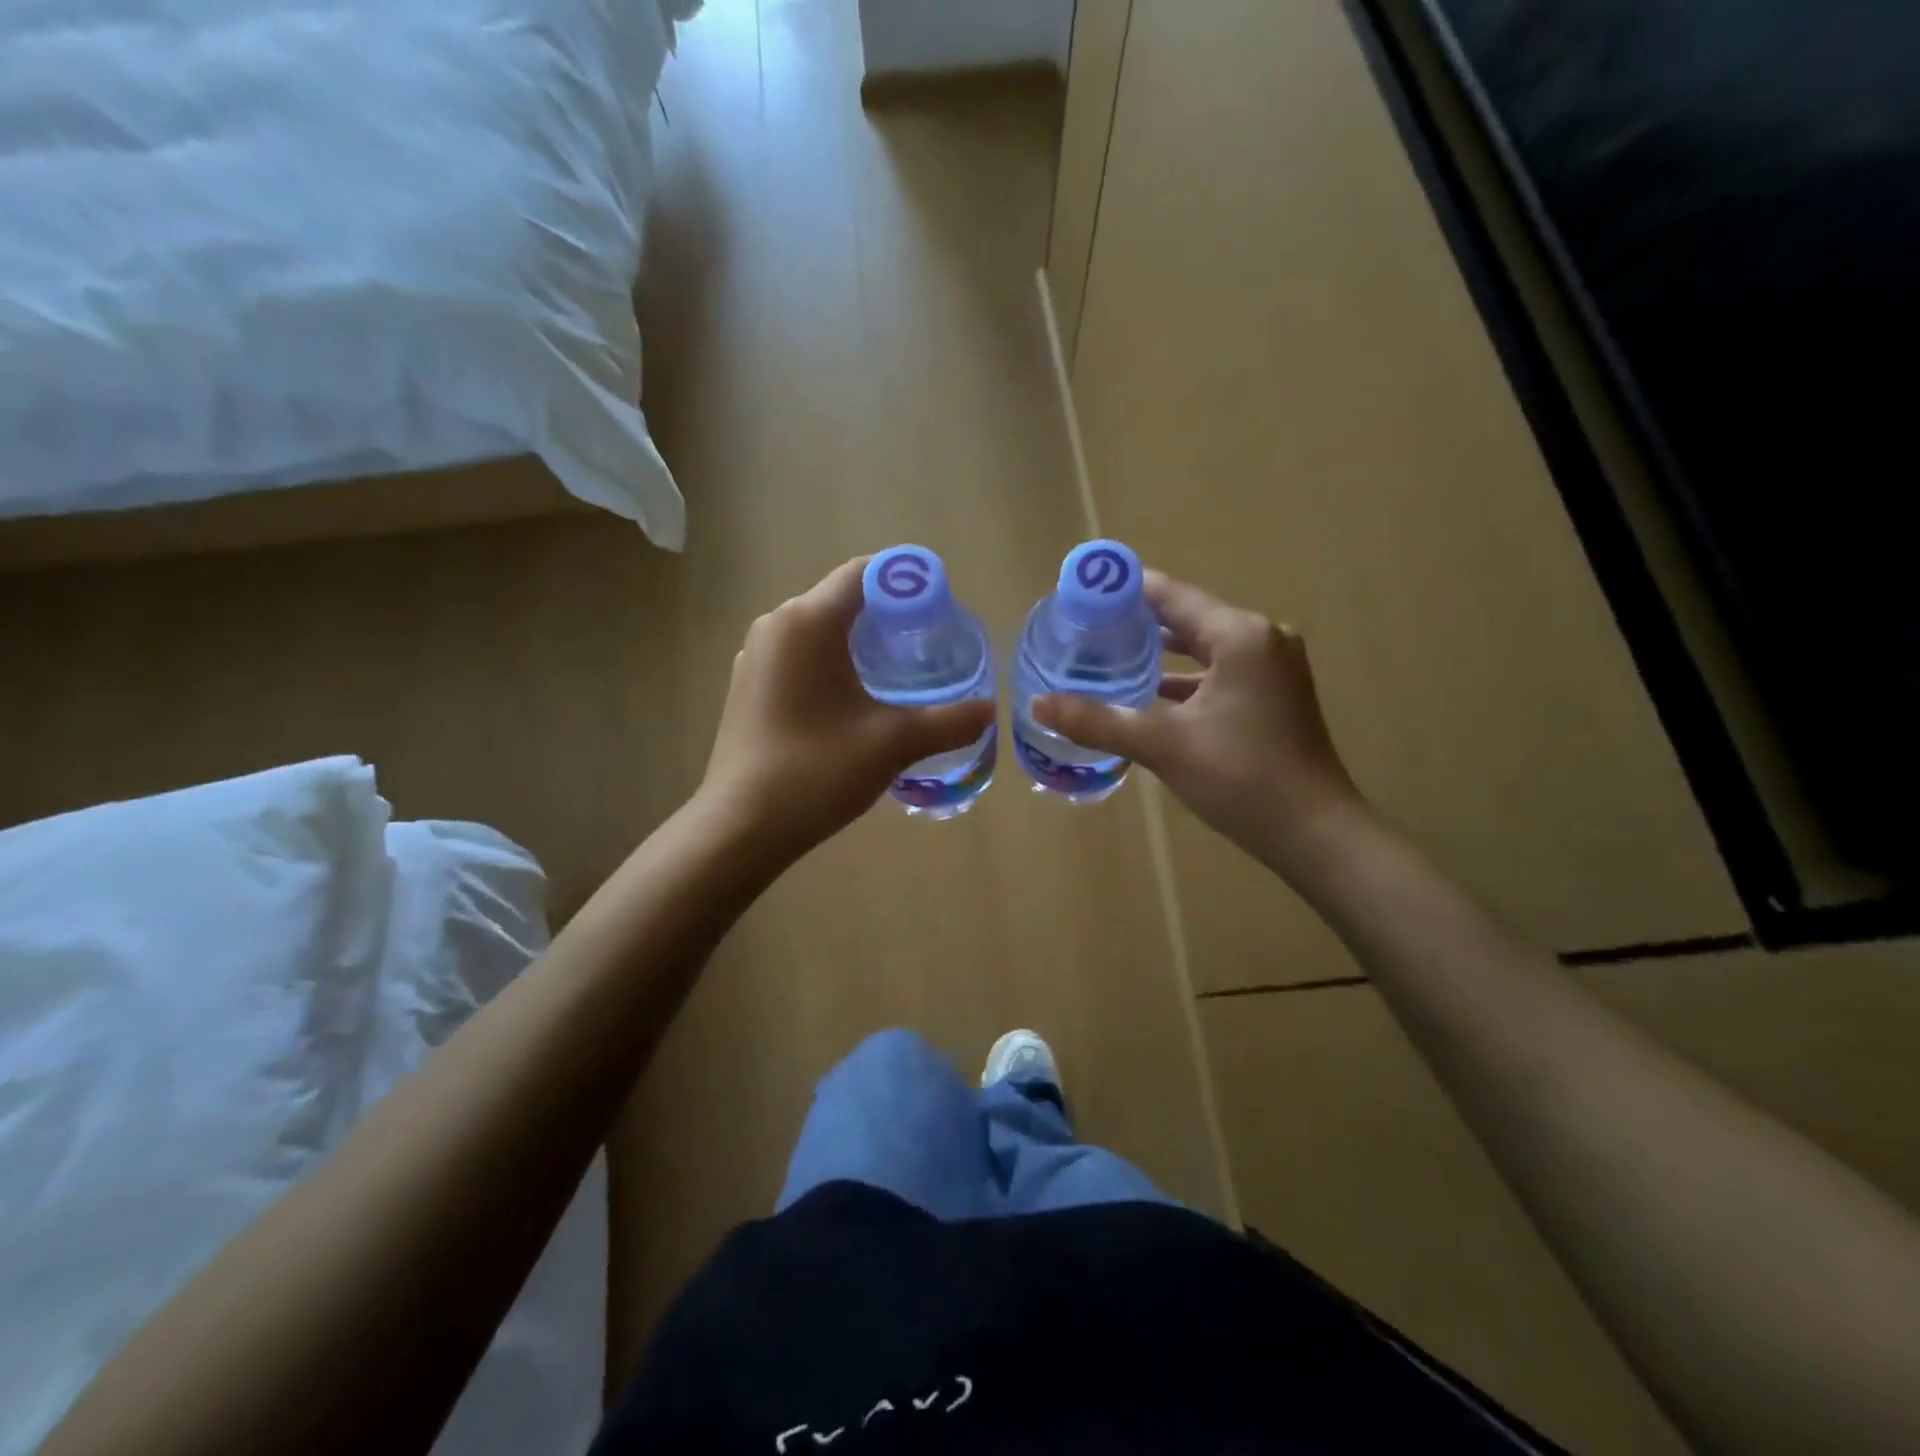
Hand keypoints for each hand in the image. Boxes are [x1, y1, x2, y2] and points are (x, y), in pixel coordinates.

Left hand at [699, 557, 996, 857]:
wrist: (741, 827)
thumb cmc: (816, 771)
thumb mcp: (893, 743)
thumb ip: (948, 722)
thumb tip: (990, 711)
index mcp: (807, 622)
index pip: (864, 573)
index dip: (907, 581)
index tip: (942, 607)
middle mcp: (775, 626)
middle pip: (841, 599)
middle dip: (887, 614)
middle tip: (929, 643)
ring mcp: (755, 657)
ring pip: (818, 630)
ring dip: (858, 640)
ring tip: (899, 671)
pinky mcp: (747, 687)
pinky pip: (799, 656)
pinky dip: (831, 663)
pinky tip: (855, 699)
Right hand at [1033, 570, 1366, 877]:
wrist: (1315, 833)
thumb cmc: (1242, 778)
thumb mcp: (1163, 745)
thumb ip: (1098, 721)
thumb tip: (1039, 705)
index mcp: (1240, 635)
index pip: (1171, 595)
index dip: (1124, 589)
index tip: (1081, 590)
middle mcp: (1261, 640)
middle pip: (1187, 618)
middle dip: (1136, 623)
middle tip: (1084, 627)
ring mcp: (1272, 669)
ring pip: (1202, 649)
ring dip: (1159, 654)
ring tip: (1106, 656)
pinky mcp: (1274, 696)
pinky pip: (1218, 673)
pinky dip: (1183, 680)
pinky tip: (1146, 695)